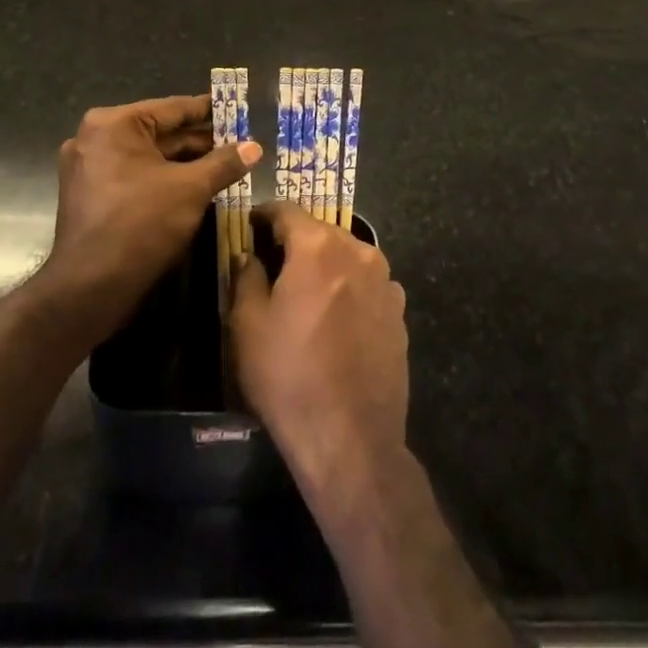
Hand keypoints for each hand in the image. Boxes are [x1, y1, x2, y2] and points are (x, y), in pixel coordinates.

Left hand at [40, 95, 260, 333]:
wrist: (90, 287)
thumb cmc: (141, 224)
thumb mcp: (191, 189)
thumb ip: (224, 163)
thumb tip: (255, 147)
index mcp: (114, 124)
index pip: (173, 108)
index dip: (209, 110)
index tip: (237, 109)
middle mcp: (96, 138)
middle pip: (160, 132)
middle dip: (200, 140)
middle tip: (239, 142)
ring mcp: (88, 167)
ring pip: (149, 156)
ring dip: (185, 162)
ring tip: (225, 164)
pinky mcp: (90, 194)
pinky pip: (135, 175)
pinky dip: (163, 178)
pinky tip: (195, 186)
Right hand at [232, 202, 408, 497]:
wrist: (350, 436)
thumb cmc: (289, 375)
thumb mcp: (248, 324)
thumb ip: (247, 276)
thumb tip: (249, 254)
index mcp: (318, 247)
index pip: (287, 211)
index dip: (264, 214)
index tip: (250, 223)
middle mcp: (358, 252)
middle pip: (321, 230)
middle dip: (296, 238)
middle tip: (273, 258)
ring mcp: (385, 281)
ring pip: (348, 255)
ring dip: (326, 261)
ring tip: (306, 287)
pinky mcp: (400, 311)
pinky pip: (368, 282)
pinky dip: (350, 286)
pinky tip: (337, 314)